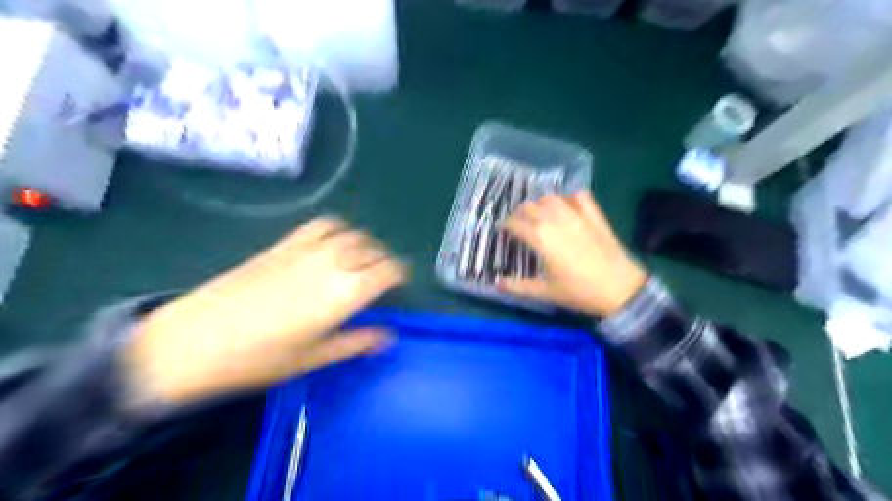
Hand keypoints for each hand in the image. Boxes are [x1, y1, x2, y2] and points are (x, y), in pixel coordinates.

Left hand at [121, 217, 406, 407]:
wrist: (193, 341)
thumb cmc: (259, 358)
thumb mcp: (315, 357)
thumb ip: (357, 342)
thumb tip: (388, 337)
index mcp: (346, 292)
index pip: (388, 270)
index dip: (399, 274)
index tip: (399, 284)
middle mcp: (333, 262)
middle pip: (373, 250)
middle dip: (384, 261)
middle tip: (381, 277)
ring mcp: (307, 249)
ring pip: (352, 234)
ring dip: (364, 244)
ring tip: (360, 260)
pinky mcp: (284, 244)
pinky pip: (322, 225)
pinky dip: (338, 230)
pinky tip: (333, 243)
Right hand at [499, 191, 644, 316]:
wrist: (620, 289)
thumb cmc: (579, 292)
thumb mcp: (546, 292)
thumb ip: (518, 287)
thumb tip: (496, 284)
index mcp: (540, 237)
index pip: (515, 223)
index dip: (506, 226)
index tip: (504, 231)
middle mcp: (555, 220)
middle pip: (530, 206)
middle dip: (521, 213)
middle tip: (521, 224)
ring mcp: (577, 215)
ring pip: (551, 198)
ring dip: (542, 203)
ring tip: (541, 214)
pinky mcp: (595, 215)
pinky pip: (580, 196)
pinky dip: (570, 198)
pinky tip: (569, 208)